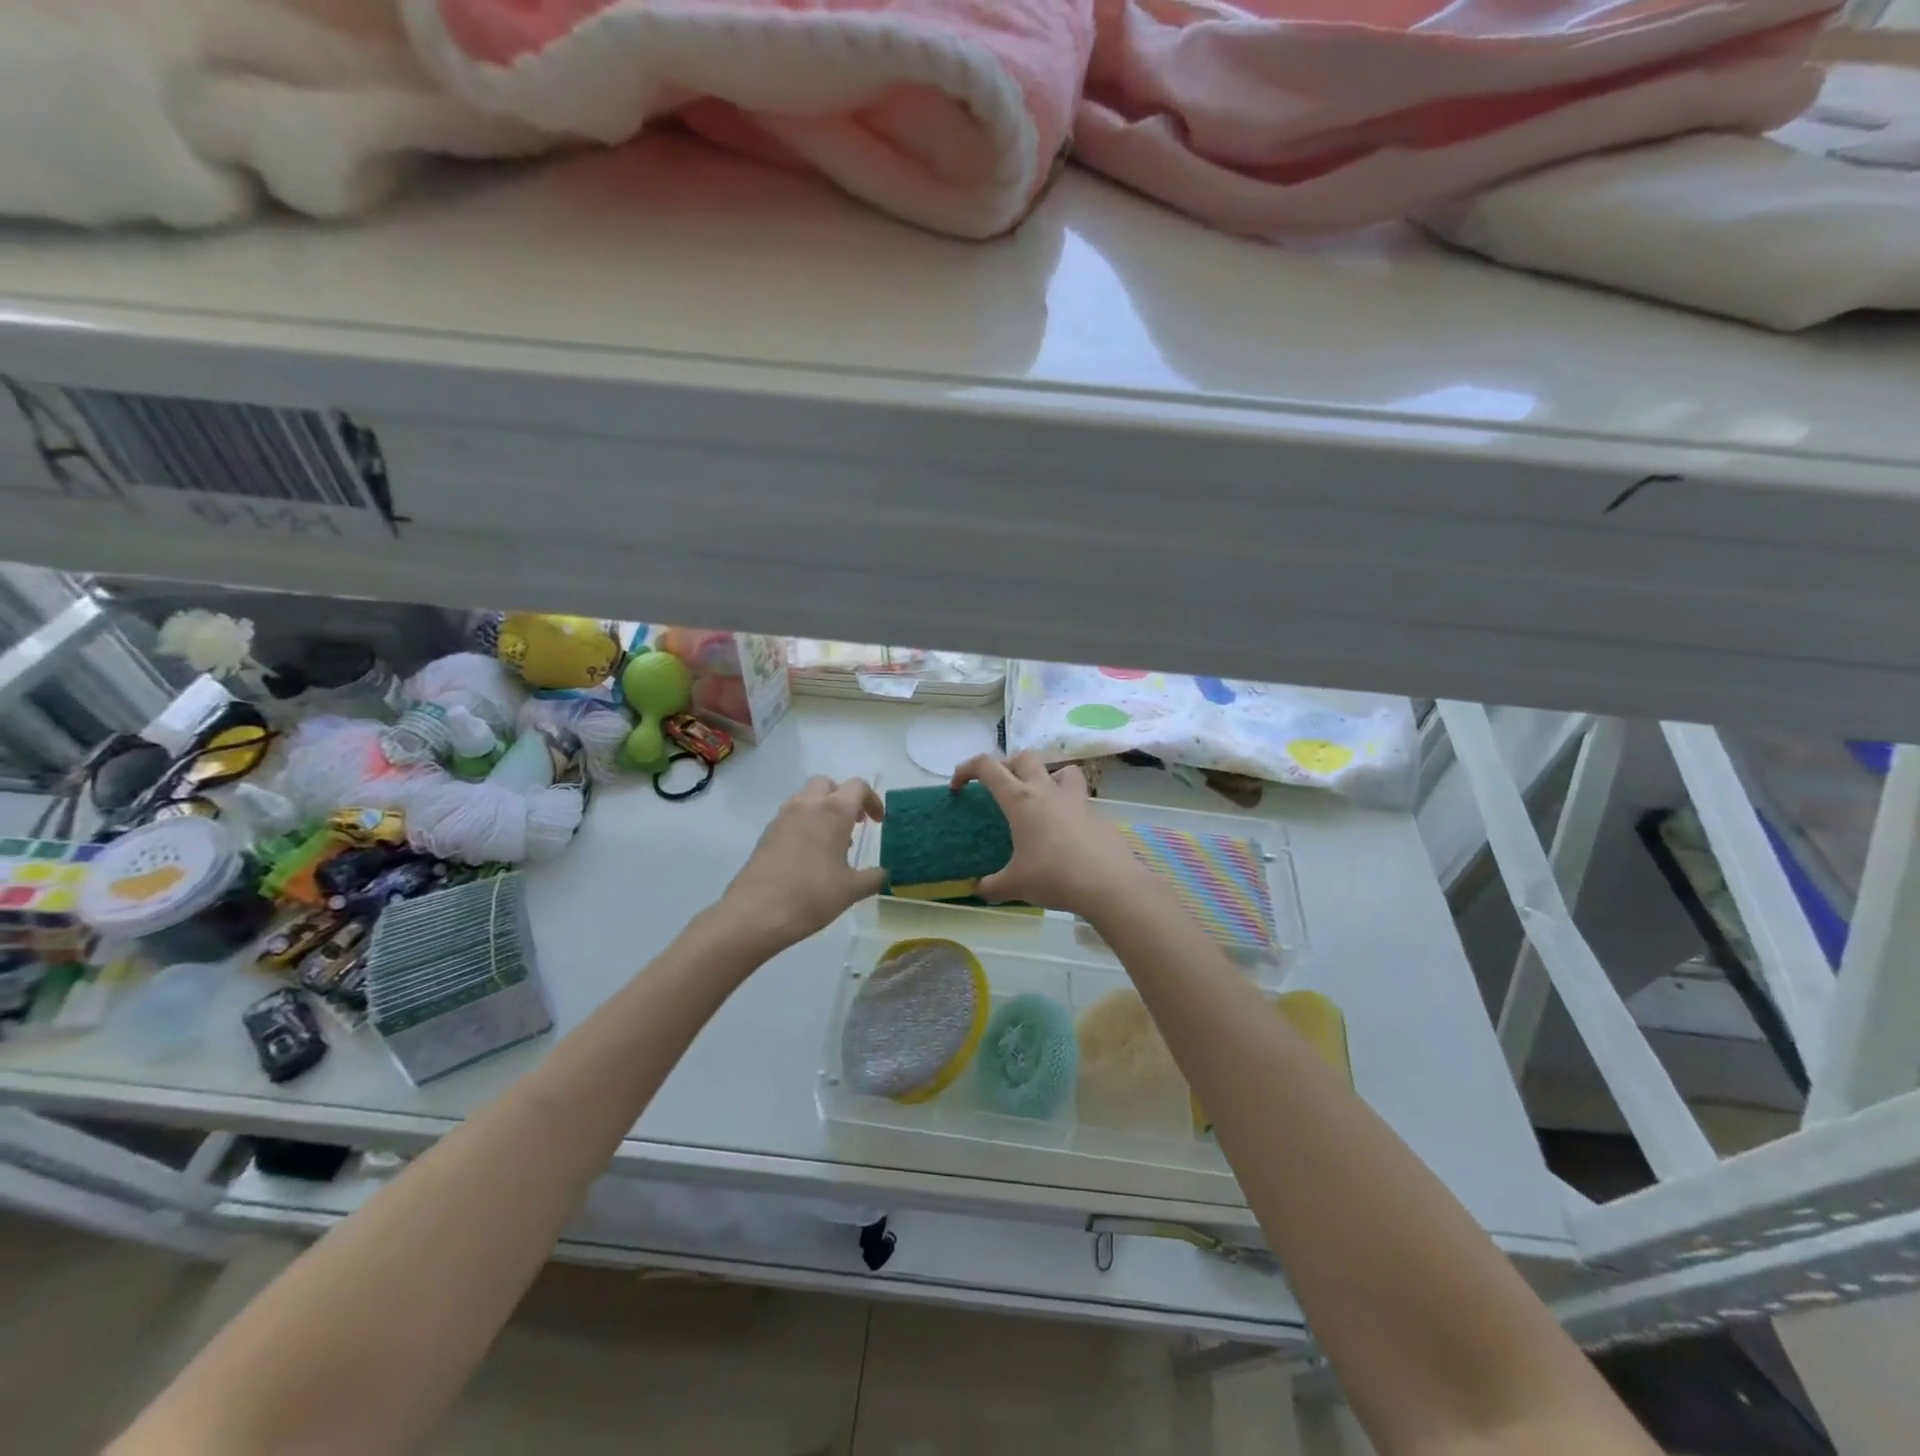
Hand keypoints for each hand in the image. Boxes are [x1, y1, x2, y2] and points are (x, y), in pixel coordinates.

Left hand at [721, 776, 887, 952]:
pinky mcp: (766, 833)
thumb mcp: (851, 890)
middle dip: (843, 797)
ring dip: (822, 809)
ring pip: (806, 798)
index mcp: (834, 811)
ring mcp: (783, 817)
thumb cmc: (811, 895)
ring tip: (832, 842)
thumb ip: (874, 878)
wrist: (756, 913)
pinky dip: (805, 823)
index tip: (878, 822)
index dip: (872, 800)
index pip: (858, 786)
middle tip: (854, 823)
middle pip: (827, 784)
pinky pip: (791, 816)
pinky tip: (809, 855)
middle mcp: (807, 805)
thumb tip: (884, 874)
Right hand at [952, 752, 1148, 919]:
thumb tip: (980, 889)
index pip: (988, 767)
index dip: (967, 769)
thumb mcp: (1015, 886)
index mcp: (1021, 800)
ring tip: (1040, 800)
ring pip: (1060, 770)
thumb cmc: (1054, 877)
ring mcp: (1076, 800)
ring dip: (1046, 777)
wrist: (1109, 884)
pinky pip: (1079, 799)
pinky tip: (1065, 835)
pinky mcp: (1097, 815)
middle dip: (1007, 765)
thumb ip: (992, 886)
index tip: (958, 786)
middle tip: (1000, 788)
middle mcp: (1047, 791)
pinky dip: (1068, 808)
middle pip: (1024, 758)